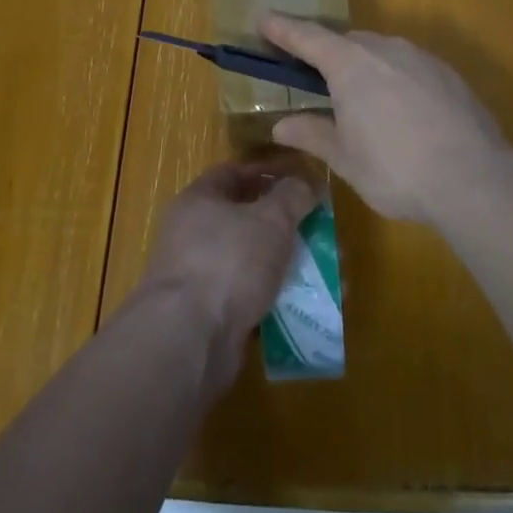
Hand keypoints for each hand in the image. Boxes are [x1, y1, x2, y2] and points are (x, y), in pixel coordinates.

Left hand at [137, 161, 317, 394]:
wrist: (189, 339)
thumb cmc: (229, 261)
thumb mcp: (271, 219)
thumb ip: (293, 195)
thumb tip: (307, 183)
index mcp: (198, 200)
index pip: (234, 173)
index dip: (268, 173)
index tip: (301, 181)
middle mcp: (191, 234)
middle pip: (244, 218)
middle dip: (284, 223)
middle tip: (318, 229)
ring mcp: (197, 275)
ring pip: (250, 259)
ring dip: (284, 262)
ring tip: (322, 270)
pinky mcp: (207, 314)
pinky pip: (248, 295)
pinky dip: (274, 296)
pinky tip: (304, 303)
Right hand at [260, 14, 512, 225]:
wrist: (474, 178)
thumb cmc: (396, 169)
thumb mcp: (345, 158)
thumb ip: (312, 134)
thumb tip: (281, 124)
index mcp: (350, 64)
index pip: (307, 36)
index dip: (283, 28)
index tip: (264, 18)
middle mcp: (384, 49)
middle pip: (345, 41)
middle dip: (324, 53)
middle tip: (310, 75)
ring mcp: (420, 58)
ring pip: (379, 51)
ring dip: (361, 65)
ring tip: (356, 99)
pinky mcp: (447, 73)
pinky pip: (407, 65)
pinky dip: (392, 77)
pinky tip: (398, 110)